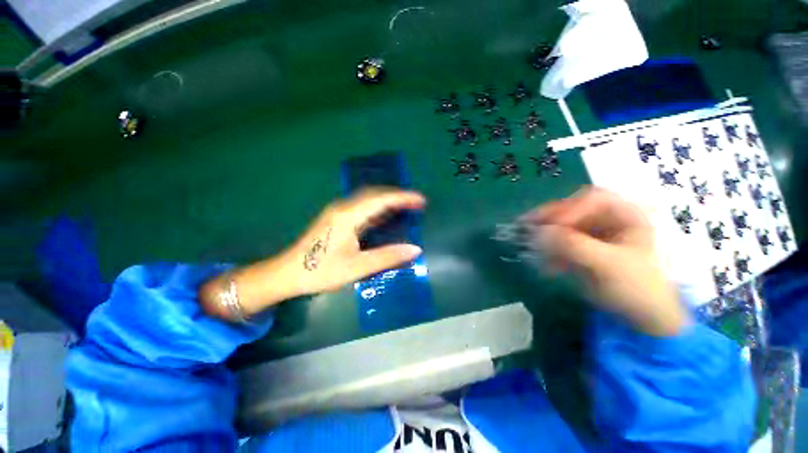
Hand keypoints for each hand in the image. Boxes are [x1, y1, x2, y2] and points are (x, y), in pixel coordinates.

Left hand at [200, 188, 424, 319]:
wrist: (287, 274)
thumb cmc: (321, 272)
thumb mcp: (357, 267)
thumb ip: (387, 257)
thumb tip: (415, 249)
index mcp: (348, 216)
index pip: (380, 199)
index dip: (403, 198)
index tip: (421, 200)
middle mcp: (343, 208)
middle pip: (375, 194)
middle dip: (398, 196)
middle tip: (417, 203)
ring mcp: (338, 211)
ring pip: (368, 199)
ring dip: (388, 200)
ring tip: (406, 207)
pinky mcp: (336, 218)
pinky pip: (362, 207)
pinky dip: (378, 208)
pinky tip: (386, 215)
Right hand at [520, 186, 689, 336]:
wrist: (641, 315)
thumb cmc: (636, 286)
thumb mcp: (608, 264)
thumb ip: (573, 245)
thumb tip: (539, 231)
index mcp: (625, 214)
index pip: (592, 199)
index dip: (569, 208)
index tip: (550, 225)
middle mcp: (606, 219)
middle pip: (571, 210)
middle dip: (549, 219)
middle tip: (527, 226)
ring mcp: (590, 234)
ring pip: (561, 226)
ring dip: (544, 234)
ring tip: (530, 244)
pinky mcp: (579, 248)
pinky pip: (557, 243)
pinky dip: (547, 250)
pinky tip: (543, 263)